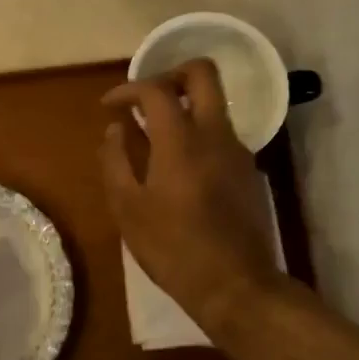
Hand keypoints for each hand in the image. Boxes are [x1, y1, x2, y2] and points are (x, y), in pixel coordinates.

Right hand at [101, 60, 286, 333]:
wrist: (236, 286)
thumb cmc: (172, 248)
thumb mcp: (128, 209)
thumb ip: (115, 161)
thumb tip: (115, 129)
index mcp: (181, 141)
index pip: (155, 89)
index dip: (127, 89)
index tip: (110, 107)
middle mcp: (215, 135)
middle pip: (202, 73)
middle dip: (171, 73)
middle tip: (146, 98)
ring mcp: (238, 151)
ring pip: (214, 104)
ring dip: (184, 106)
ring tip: (154, 137)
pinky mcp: (249, 171)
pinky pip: (220, 134)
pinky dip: (197, 133)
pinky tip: (178, 166)